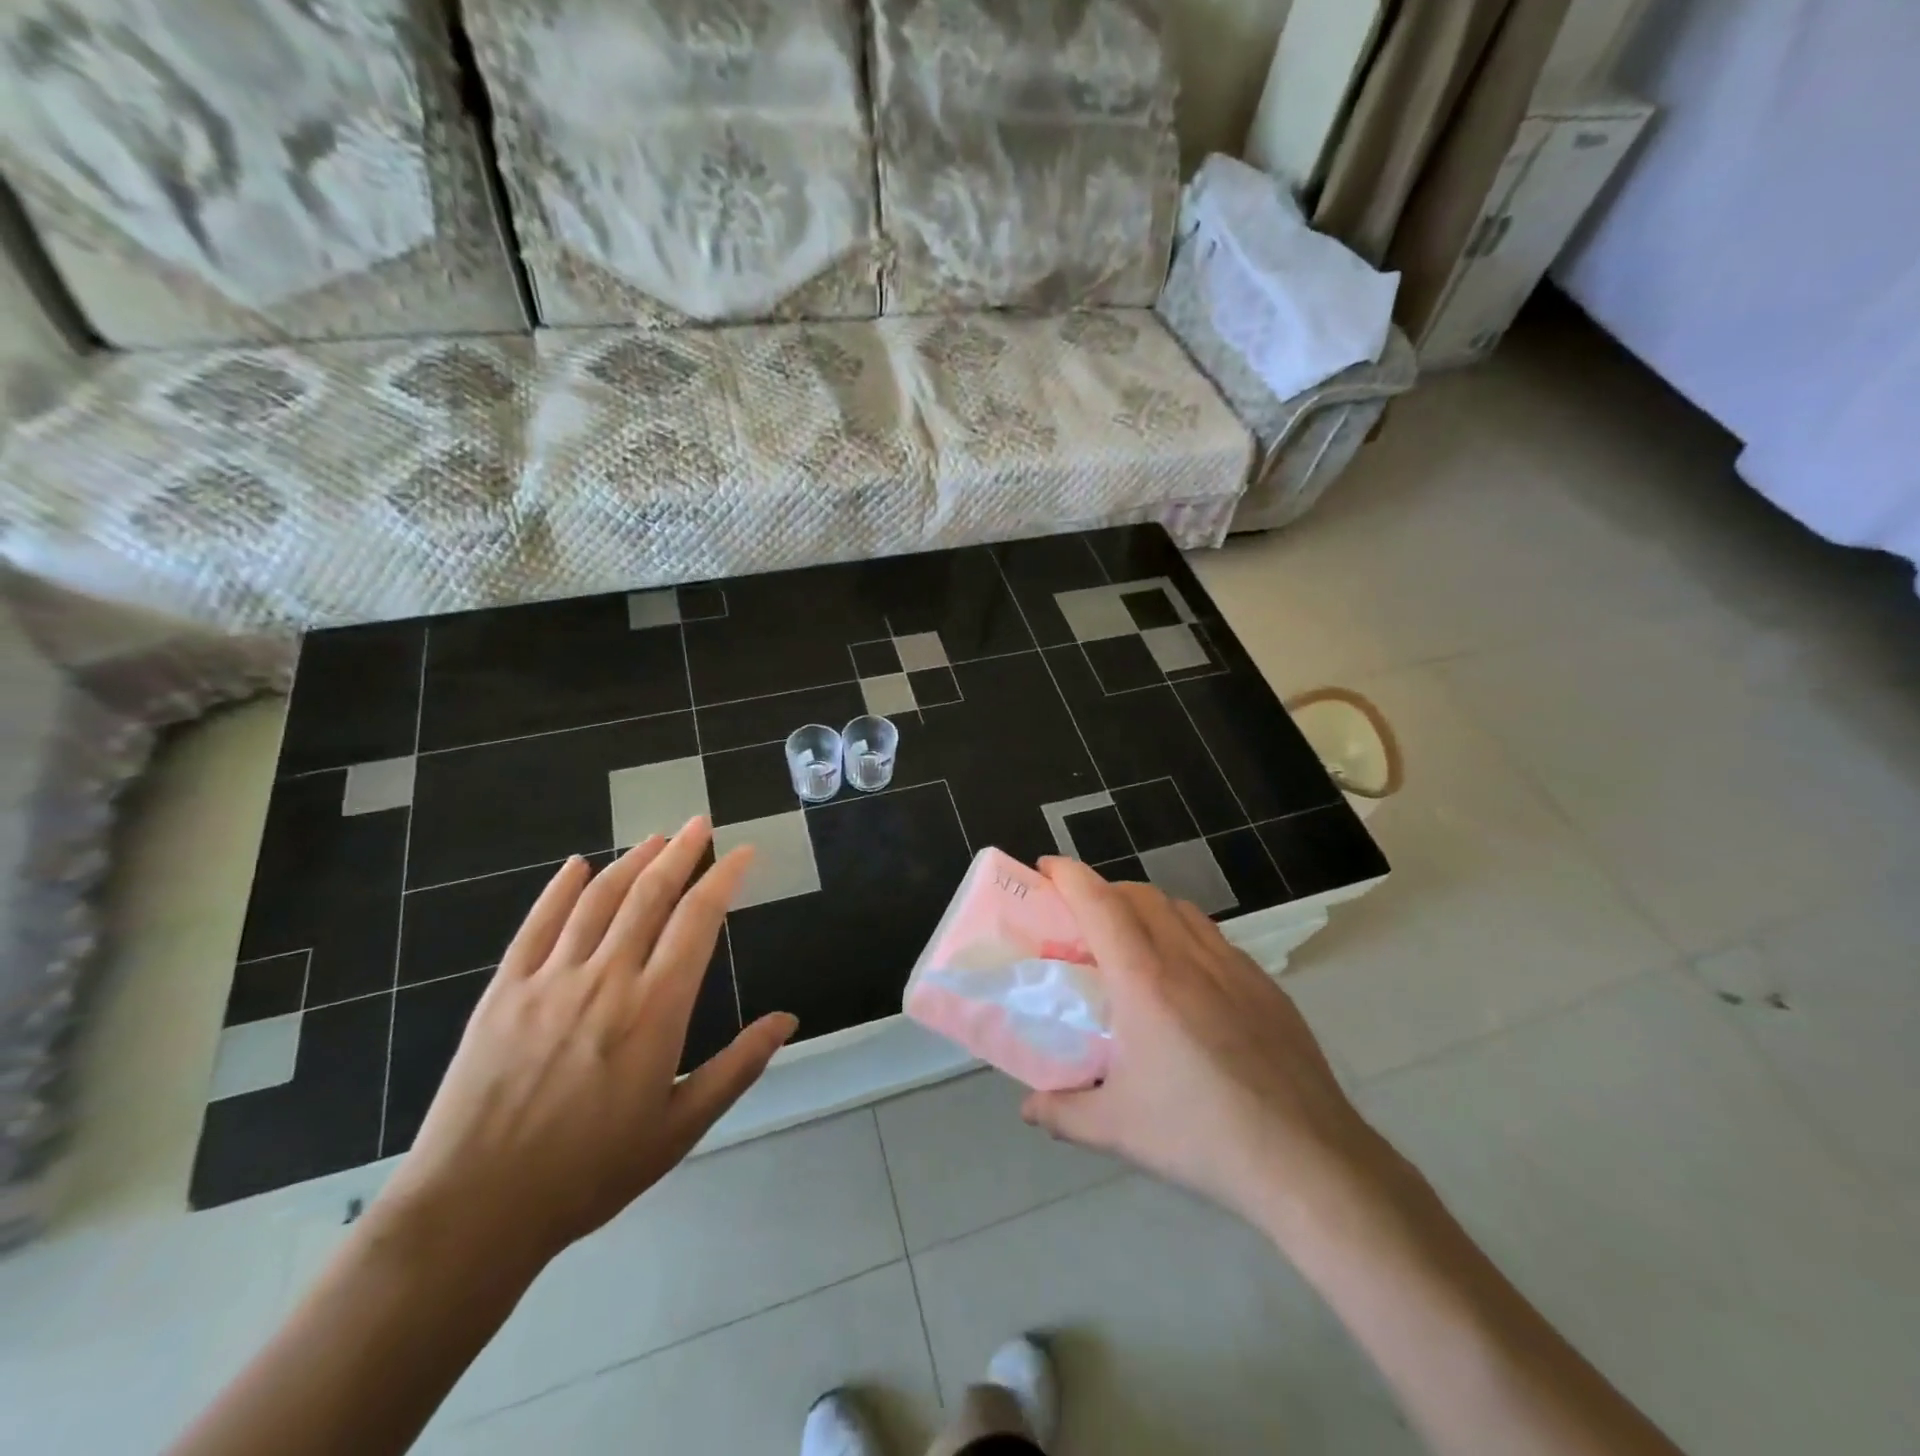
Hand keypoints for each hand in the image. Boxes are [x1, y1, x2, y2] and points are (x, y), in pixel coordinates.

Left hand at [374, 818, 796, 1269]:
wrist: (474, 1211)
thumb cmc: (590, 1172)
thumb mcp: (680, 1127)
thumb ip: (738, 1066)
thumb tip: (788, 1019)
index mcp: (656, 1008)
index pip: (698, 920)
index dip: (723, 878)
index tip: (742, 852)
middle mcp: (607, 978)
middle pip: (650, 895)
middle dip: (680, 852)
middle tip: (699, 823)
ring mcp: (550, 980)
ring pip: (598, 900)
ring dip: (630, 862)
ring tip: (654, 839)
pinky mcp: (503, 991)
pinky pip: (536, 925)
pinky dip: (559, 890)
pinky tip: (577, 866)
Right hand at [1022, 859, 1395, 1239]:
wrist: (1307, 1160)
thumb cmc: (1200, 1135)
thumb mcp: (1117, 1128)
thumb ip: (1062, 1112)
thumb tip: (1028, 1108)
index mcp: (1143, 979)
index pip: (1099, 902)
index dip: (1068, 874)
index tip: (1046, 867)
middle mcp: (1187, 958)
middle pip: (1139, 894)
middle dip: (1104, 891)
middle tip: (1082, 919)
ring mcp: (1233, 967)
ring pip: (1180, 909)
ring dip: (1147, 908)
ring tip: (1133, 943)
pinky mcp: (1266, 985)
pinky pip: (1215, 938)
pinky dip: (1187, 936)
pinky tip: (1189, 981)